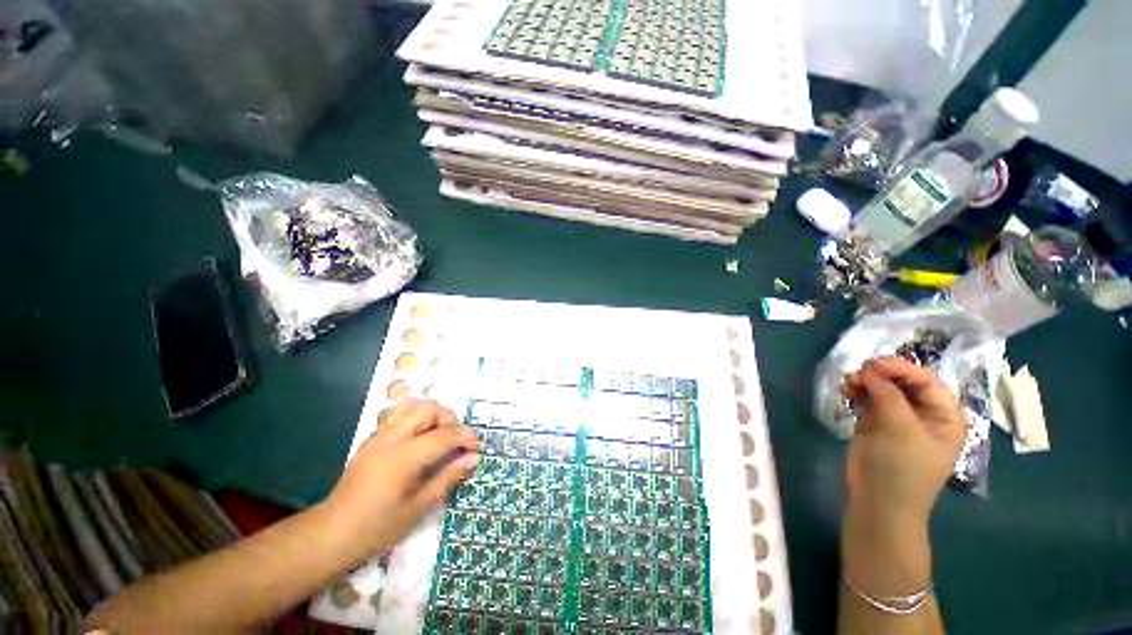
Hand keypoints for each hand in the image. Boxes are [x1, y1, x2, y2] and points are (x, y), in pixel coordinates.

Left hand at [323, 398, 478, 554]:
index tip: (476, 449)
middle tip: (457, 441)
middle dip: (450, 419)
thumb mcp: (418, 508)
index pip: (446, 434)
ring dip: (434, 416)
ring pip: (414, 407)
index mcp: (405, 457)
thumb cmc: (377, 527)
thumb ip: (447, 478)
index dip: (466, 437)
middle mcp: (393, 438)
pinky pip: (401, 416)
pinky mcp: (373, 439)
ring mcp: (380, 436)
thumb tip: (472, 459)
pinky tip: (421, 443)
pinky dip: (418, 420)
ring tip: (440, 437)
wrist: (331, 533)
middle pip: (430, 409)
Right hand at [844, 357, 966, 524]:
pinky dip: (858, 390)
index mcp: (944, 416)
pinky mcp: (875, 423)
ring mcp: (897, 418)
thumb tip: (870, 370)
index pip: (927, 382)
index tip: (874, 364)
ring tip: (850, 381)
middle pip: (904, 382)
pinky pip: (868, 399)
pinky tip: (848, 388)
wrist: (878, 501)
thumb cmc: (902, 468)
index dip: (902, 369)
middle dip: (881, 374)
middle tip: (859, 371)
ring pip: (883, 388)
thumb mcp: (902, 430)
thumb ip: (889, 396)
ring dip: (867, 381)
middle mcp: (923, 414)